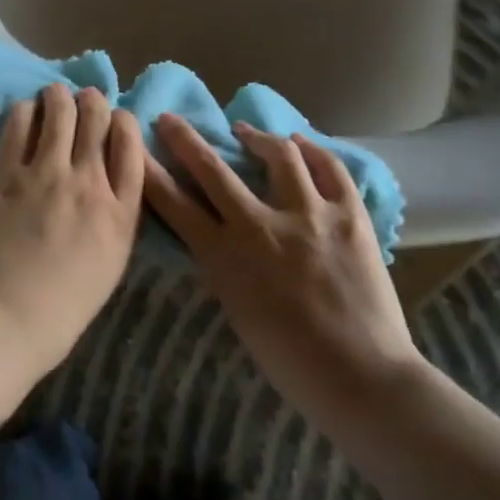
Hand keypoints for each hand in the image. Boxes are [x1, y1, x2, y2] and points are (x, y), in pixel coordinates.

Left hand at [0, 85, 144, 382]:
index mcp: (121, 213)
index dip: (124, 121)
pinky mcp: (9, 174)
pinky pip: (20, 124)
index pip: (132, 144)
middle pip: (98, 118)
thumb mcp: (109, 264)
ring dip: (59, 95)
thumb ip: (115, 217)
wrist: (5, 322)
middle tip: (84, 101)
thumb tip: (107, 181)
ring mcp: (48, 175)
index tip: (116, 119)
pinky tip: (26, 112)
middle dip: (93, 101)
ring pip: (61, 110)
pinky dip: (26, 110)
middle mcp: (90, 183)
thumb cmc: (62, 308)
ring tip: (54, 96)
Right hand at [145, 115, 421, 431]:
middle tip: (171, 120)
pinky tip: (301, 143)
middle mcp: (261, 226)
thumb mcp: (238, 313)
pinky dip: (313, 150)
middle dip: (185, 140)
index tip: (137, 148)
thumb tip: (215, 235)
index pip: (176, 205)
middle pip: (213, 169)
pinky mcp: (348, 214)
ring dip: (256, 137)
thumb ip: (223, 267)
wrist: (363, 379)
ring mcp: (309, 215)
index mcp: (227, 257)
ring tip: (247, 131)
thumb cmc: (291, 362)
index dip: (151, 172)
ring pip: (278, 154)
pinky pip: (330, 168)